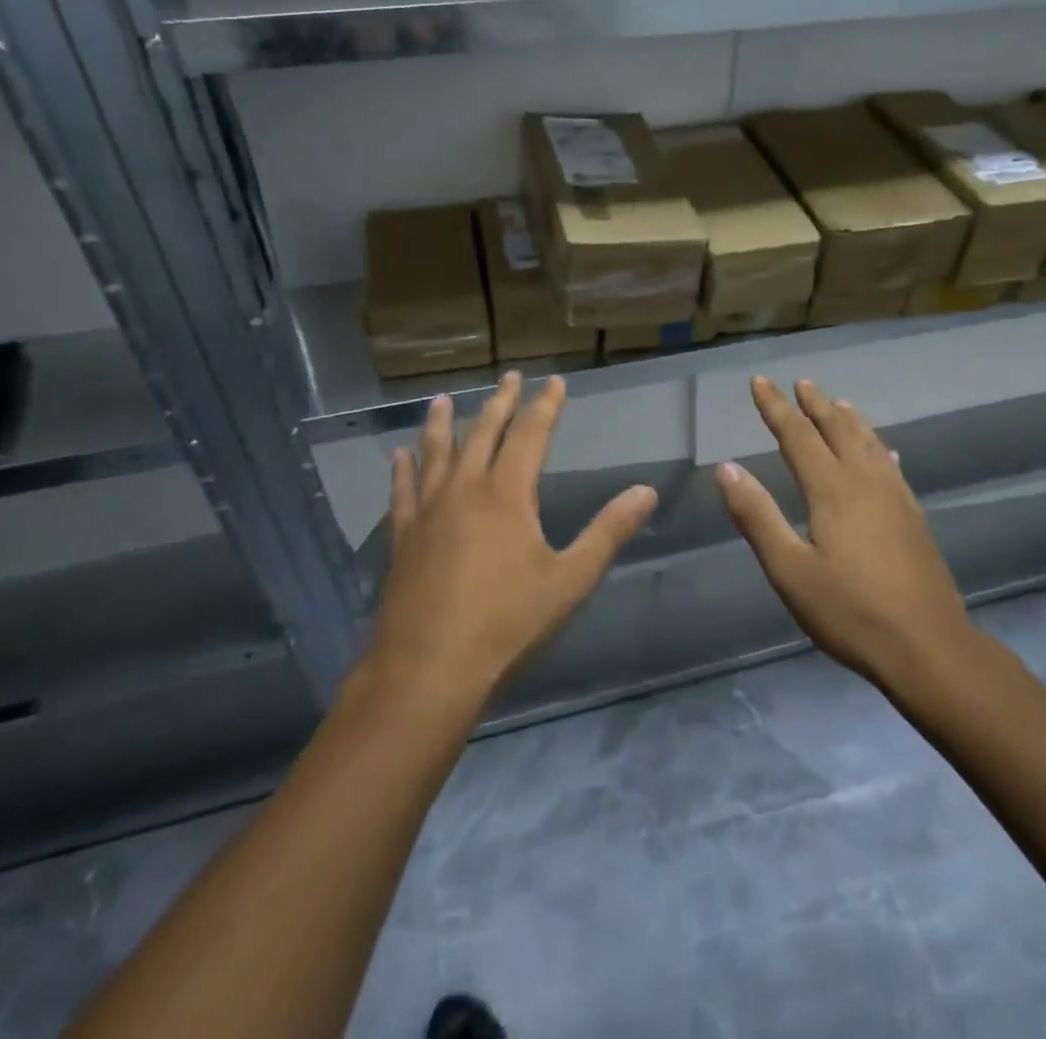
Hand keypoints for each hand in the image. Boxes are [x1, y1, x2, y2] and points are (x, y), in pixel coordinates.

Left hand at [365, 372, 656, 709]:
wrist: (429, 668)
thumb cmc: (507, 624)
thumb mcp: (570, 580)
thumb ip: (608, 532)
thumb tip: (647, 491)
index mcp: (507, 495)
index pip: (531, 435)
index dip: (545, 406)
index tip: (554, 381)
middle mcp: (465, 489)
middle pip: (483, 433)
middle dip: (500, 402)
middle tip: (509, 377)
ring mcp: (428, 511)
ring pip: (436, 453)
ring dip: (442, 423)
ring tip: (441, 399)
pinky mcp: (402, 537)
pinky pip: (402, 491)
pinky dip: (402, 470)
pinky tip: (399, 456)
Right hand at [715, 376, 973, 687]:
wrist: (929, 648)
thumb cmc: (850, 611)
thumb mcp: (790, 570)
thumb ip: (757, 516)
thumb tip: (726, 468)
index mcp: (831, 490)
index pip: (797, 435)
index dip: (775, 407)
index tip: (759, 381)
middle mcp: (865, 482)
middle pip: (838, 429)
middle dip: (815, 404)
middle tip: (801, 383)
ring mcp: (895, 498)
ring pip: (869, 442)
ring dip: (849, 419)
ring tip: (838, 403)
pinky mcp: (913, 517)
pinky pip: (891, 467)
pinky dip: (879, 448)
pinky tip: (884, 452)